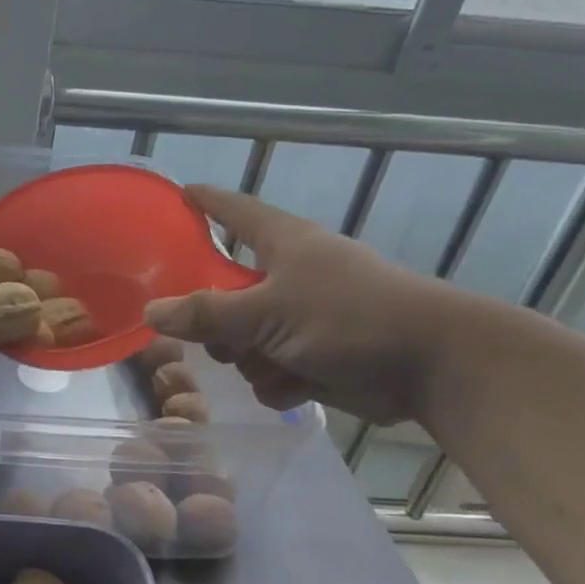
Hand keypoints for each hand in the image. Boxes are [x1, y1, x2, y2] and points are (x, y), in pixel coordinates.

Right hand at [143, 185, 464, 423]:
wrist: (434, 366)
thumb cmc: (349, 318)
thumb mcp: (267, 312)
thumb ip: (206, 314)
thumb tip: (151, 312)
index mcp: (282, 244)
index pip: (233, 210)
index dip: (203, 202)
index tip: (176, 196)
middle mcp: (290, 275)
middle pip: (226, 290)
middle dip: (217, 322)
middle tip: (212, 337)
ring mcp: (304, 318)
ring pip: (245, 339)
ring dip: (251, 359)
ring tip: (272, 364)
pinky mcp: (318, 357)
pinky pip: (272, 370)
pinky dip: (280, 382)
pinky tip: (298, 387)